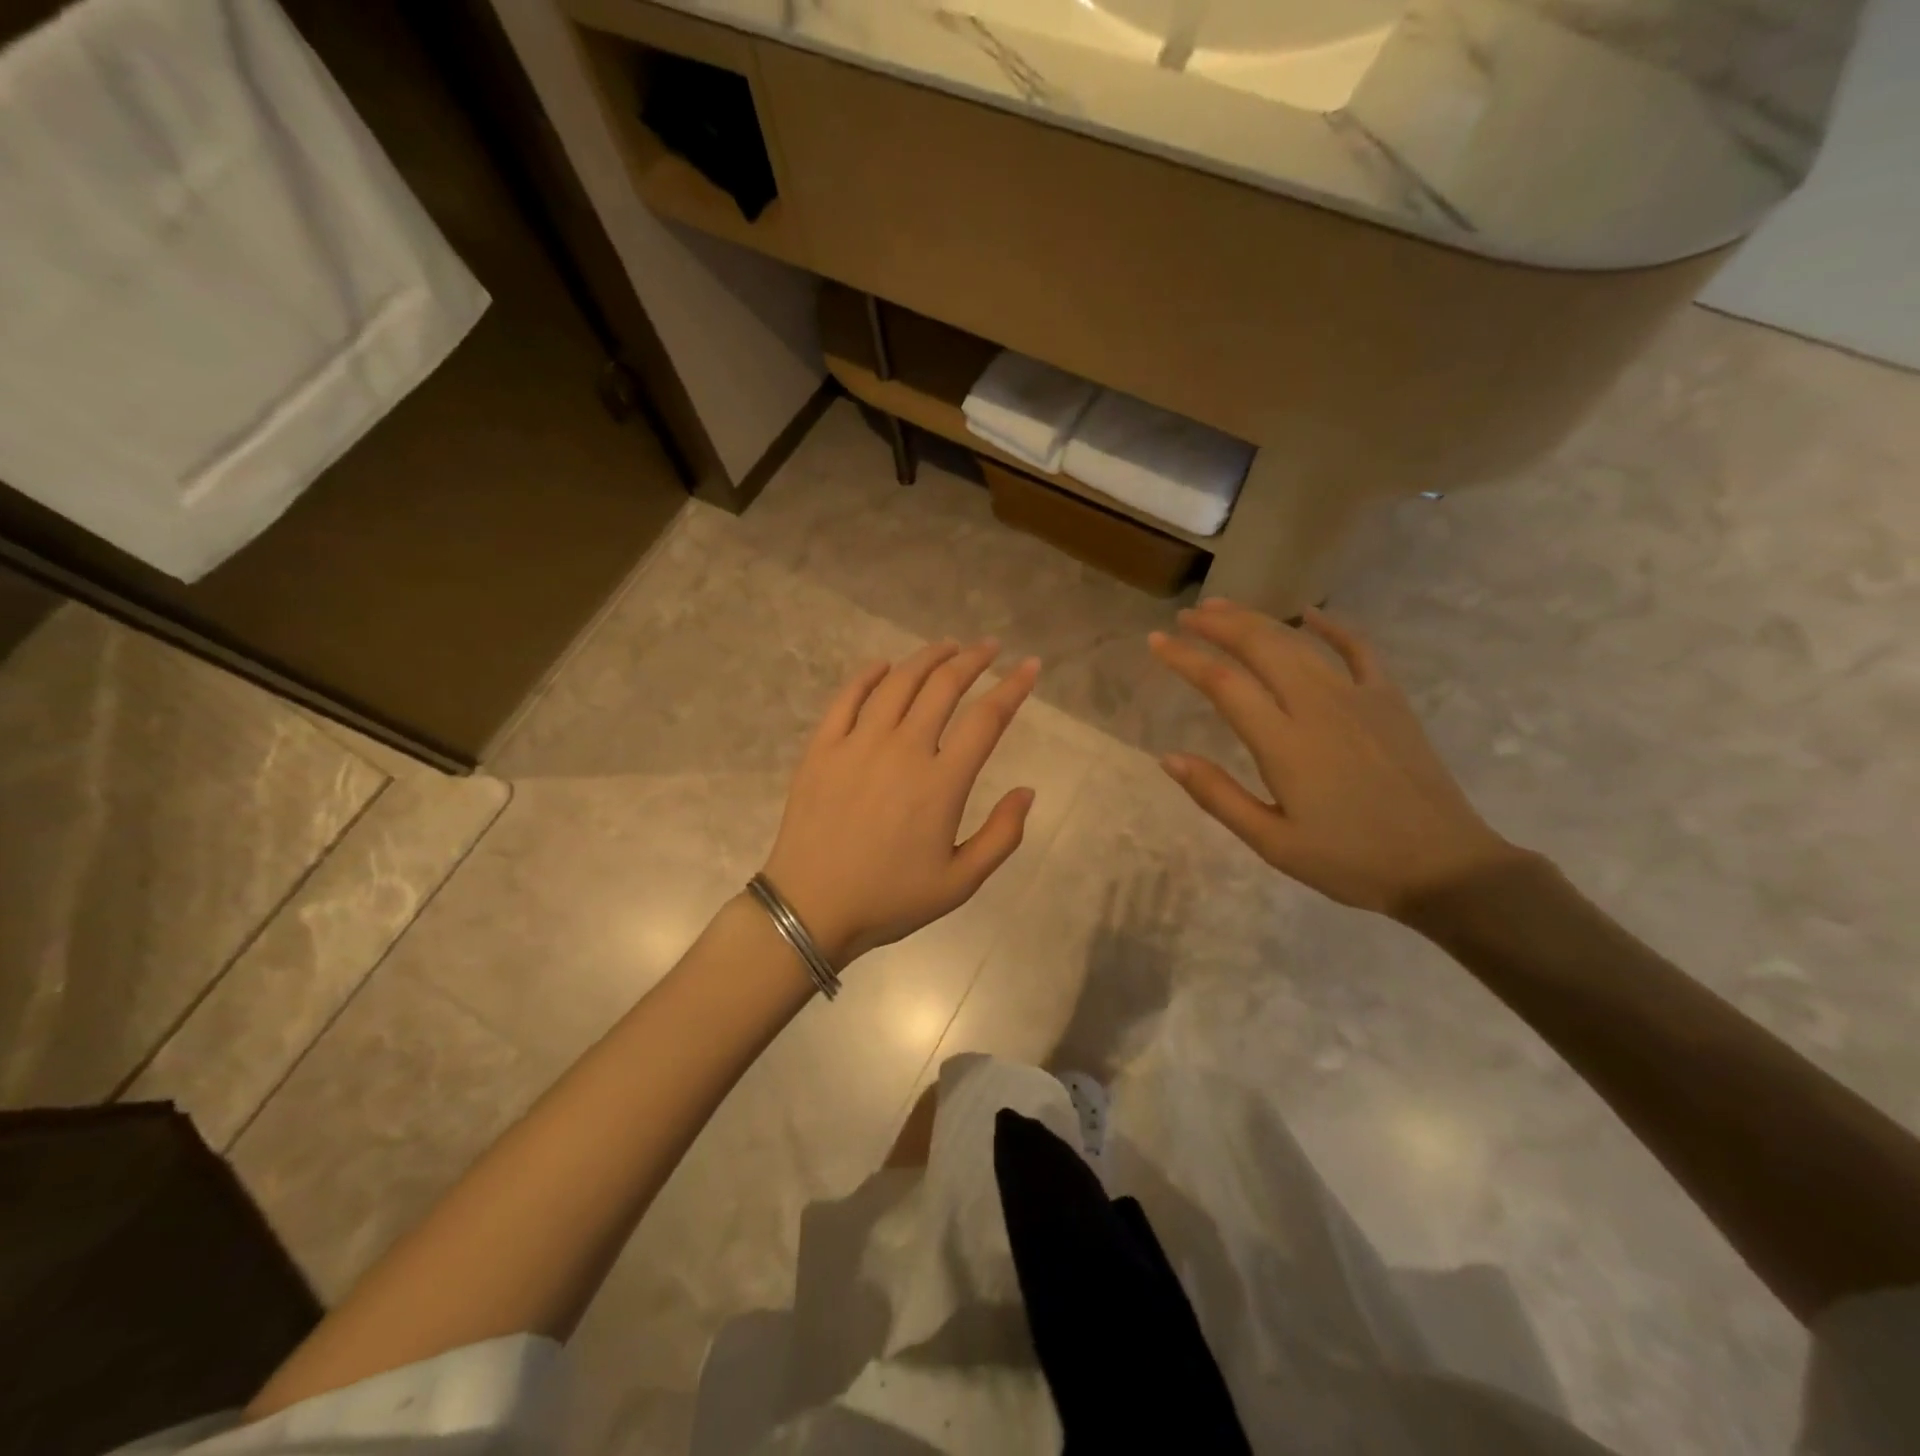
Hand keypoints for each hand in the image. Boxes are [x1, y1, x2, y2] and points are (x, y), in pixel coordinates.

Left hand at [762, 640, 1041, 965]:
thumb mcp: (960, 883)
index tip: (1030, 667)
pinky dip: (868, 675)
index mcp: (941, 783)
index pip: (987, 719)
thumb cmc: (889, 899)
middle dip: (973, 659)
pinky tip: (884, 665)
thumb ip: (1002, 836)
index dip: (1013, 687)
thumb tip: (1027, 792)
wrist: (810, 909)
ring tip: (947, 646)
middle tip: (989, 648)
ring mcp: (857, 744)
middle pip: (943, 687)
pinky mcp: (822, 748)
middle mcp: (902, 750)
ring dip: (927, 658)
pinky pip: (847, 697)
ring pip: (898, 682)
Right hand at [1150, 599, 1521, 917]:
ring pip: (1300, 642)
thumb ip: (1218, 796)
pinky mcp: (1390, 700)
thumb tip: (1168, 758)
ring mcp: (1359, 697)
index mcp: (1284, 744)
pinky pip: (1359, 650)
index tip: (1155, 642)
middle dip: (1218, 625)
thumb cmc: (1350, 861)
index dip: (1185, 658)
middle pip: (1261, 646)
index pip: (1223, 684)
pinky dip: (1333, 627)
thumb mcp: (1273, 843)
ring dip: (1259, 620)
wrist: (1444, 867)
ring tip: (1225, 608)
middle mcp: (1317, 706)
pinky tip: (1311, 614)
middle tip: (1185, 617)